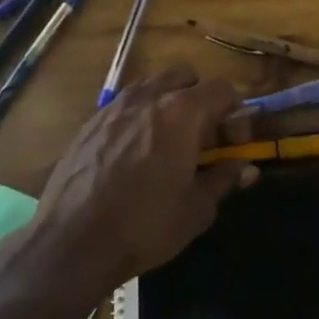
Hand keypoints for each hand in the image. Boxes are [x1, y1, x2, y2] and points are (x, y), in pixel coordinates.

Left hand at [28, 65, 254, 291]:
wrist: (72, 241)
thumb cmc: (144, 225)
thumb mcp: (196, 209)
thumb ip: (223, 179)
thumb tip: (246, 168)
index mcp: (182, 112)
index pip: (222, 89)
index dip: (235, 114)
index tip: (232, 144)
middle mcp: (149, 97)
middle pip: (185, 77)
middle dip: (200, 100)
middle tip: (201, 138)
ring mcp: (115, 106)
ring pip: (152, 86)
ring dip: (168, 103)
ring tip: (167, 142)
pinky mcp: (90, 122)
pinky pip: (125, 105)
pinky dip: (139, 117)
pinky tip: (133, 153)